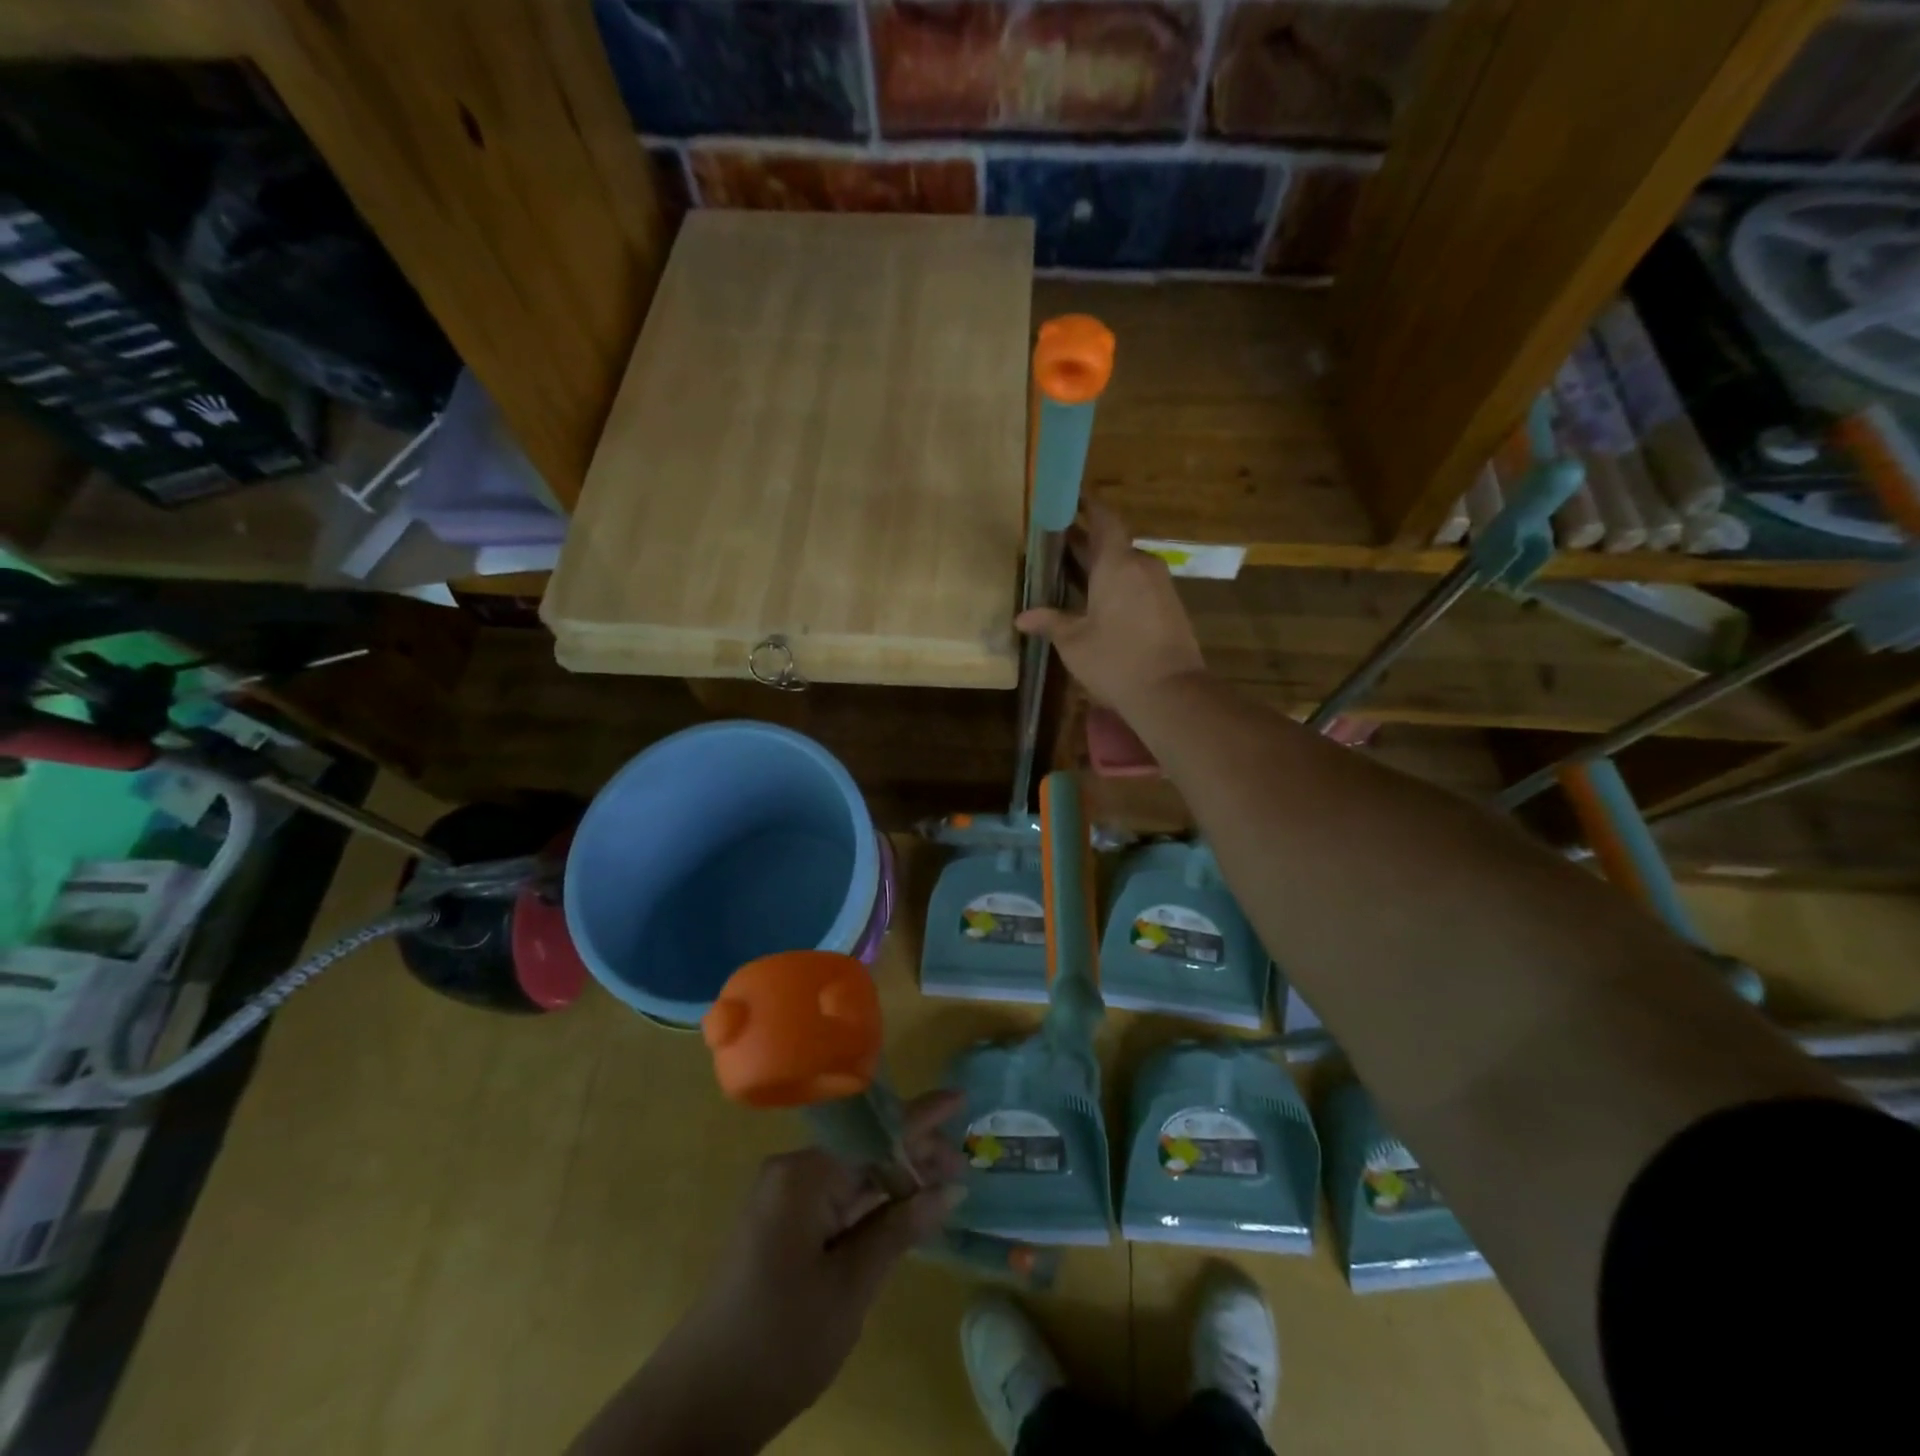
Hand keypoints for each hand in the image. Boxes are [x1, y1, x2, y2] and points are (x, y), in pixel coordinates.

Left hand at [625, 1090, 967, 1448]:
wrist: (698, 1405)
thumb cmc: (779, 1341)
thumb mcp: (850, 1287)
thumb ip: (899, 1229)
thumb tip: (948, 1189)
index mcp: (804, 1175)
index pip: (874, 1132)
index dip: (920, 1117)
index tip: (959, 1101)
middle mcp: (791, 1173)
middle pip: (864, 1149)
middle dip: (913, 1155)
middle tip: (962, 1170)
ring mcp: (783, 1200)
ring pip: (852, 1176)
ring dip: (895, 1181)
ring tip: (943, 1186)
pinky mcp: (781, 1227)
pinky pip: (835, 1200)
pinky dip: (871, 1205)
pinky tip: (902, 1210)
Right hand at [1017, 503, 1206, 718]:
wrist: (1171, 692)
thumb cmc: (1116, 660)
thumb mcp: (1074, 642)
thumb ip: (1050, 622)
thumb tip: (1022, 618)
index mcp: (1117, 563)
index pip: (1104, 519)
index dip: (1088, 506)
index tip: (1070, 500)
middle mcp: (1142, 564)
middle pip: (1113, 542)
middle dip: (1086, 541)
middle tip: (1057, 544)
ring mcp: (1160, 584)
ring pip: (1127, 564)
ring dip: (1102, 565)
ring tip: (1073, 574)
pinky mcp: (1170, 605)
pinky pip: (1139, 582)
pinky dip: (1118, 583)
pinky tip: (1099, 600)